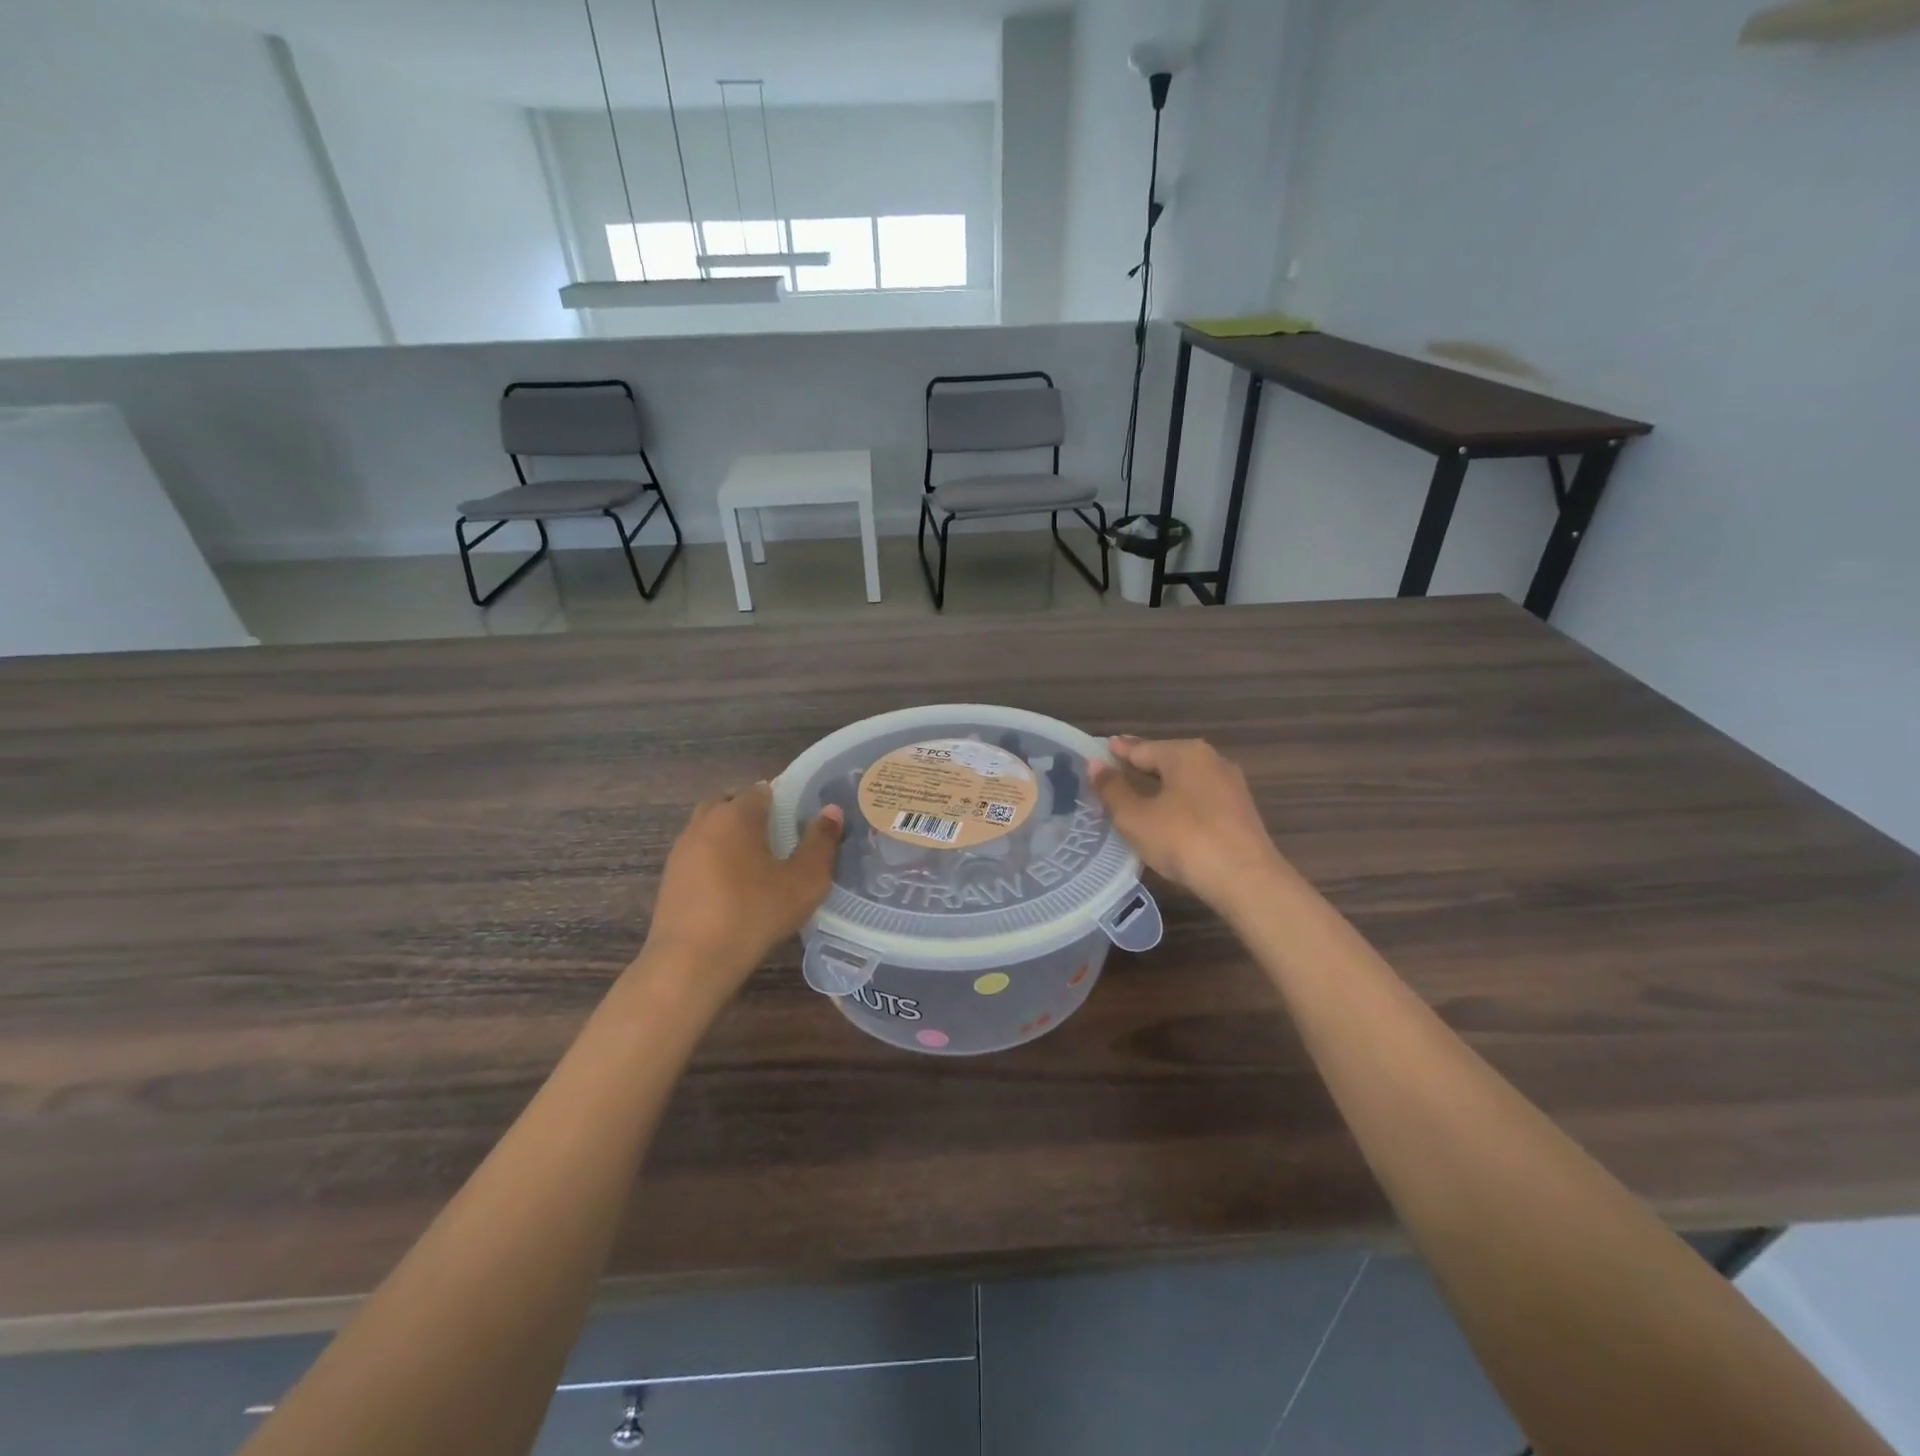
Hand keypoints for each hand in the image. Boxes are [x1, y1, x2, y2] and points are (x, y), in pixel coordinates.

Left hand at [640, 784, 842, 993]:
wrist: (691, 961)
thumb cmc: (754, 913)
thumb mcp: (804, 881)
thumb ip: (821, 843)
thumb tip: (831, 810)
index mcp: (737, 815)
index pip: (762, 790)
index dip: (783, 800)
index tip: (799, 820)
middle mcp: (704, 822)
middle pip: (729, 802)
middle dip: (751, 812)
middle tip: (777, 837)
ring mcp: (681, 850)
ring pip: (709, 827)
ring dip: (729, 836)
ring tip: (754, 863)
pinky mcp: (669, 878)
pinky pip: (697, 854)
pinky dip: (714, 860)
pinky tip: (730, 887)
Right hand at [1090, 736, 1286, 917]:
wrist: (1246, 879)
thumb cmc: (1183, 840)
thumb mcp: (1136, 817)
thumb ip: (1113, 789)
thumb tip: (1095, 764)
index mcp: (1184, 753)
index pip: (1141, 748)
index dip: (1117, 751)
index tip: (1100, 748)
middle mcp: (1211, 760)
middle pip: (1165, 760)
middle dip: (1140, 766)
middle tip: (1113, 771)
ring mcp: (1230, 785)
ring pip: (1184, 780)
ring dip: (1160, 786)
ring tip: (1136, 794)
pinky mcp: (1239, 811)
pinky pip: (1199, 798)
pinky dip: (1178, 802)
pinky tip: (1168, 815)